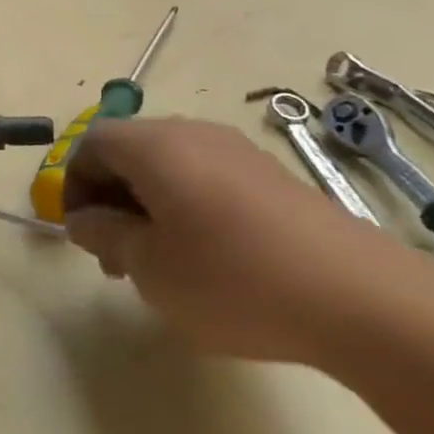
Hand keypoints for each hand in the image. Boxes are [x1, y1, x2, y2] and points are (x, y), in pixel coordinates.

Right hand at [62, 116, 410, 365]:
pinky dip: (185, 209)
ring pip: (169, 167)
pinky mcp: (272, 178)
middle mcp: (195, 135)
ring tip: (158, 264)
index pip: (92, 143)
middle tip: (115, 256)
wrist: (361, 299)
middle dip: (110, 198)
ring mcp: (238, 153)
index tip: (81, 234)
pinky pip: (206, 180)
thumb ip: (104, 234)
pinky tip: (205, 260)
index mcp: (155, 146)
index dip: (72, 184)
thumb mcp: (148, 265)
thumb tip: (83, 219)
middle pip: (130, 151)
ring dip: (146, 207)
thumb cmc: (231, 279)